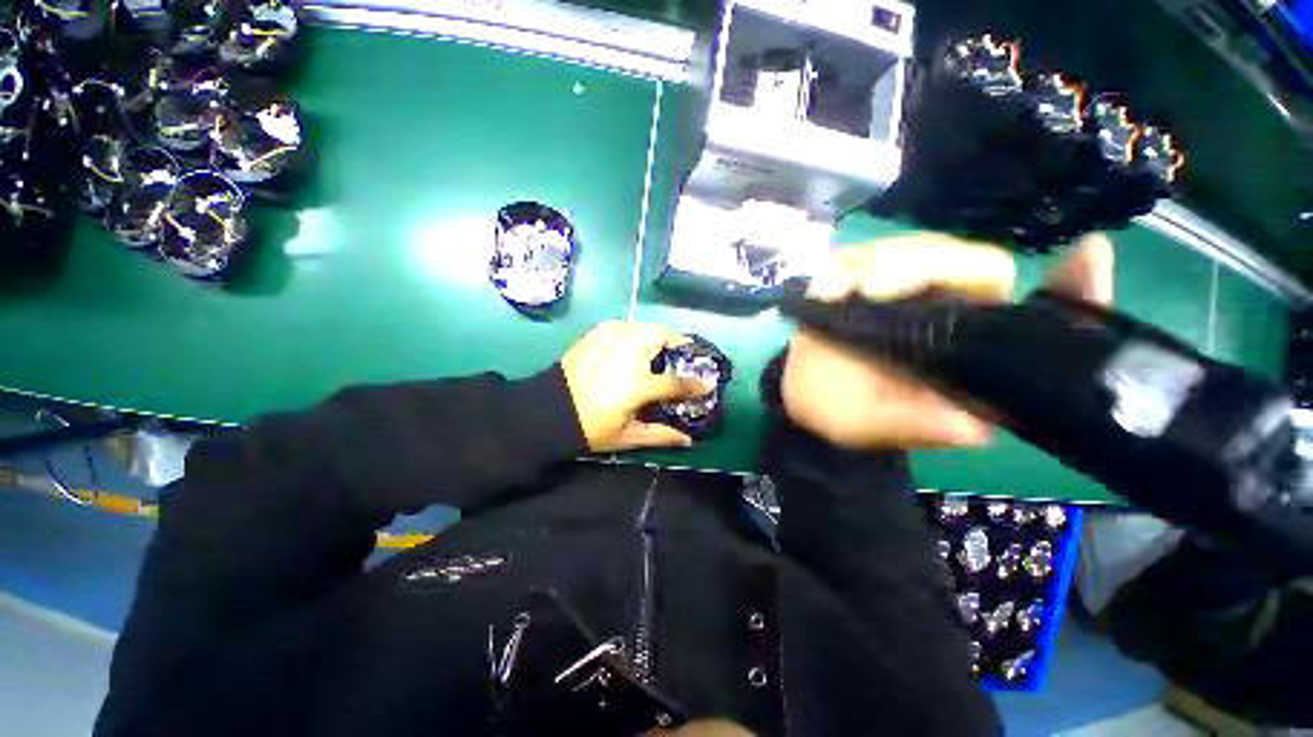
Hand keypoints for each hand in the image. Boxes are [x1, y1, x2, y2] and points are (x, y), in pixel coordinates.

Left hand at [561, 321, 712, 452]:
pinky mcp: (598, 332)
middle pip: (663, 336)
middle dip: (677, 343)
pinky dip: (635, 333)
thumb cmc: (590, 427)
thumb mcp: (627, 437)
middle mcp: (629, 354)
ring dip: (657, 337)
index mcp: (638, 384)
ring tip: (655, 352)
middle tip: (679, 355)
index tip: (708, 383)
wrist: (547, 409)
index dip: (696, 384)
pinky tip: (630, 348)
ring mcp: (612, 338)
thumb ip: (661, 435)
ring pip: (646, 327)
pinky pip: (626, 326)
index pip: (677, 382)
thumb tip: (688, 440)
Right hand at [782, 232, 1113, 449]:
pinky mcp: (868, 282)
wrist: (807, 396)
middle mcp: (950, 314)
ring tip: (840, 289)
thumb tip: (975, 428)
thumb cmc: (842, 413)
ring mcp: (907, 293)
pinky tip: (828, 284)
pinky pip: (869, 256)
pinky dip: (849, 264)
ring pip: (917, 250)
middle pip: (968, 262)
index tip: (1087, 255)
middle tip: (869, 290)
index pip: (1032, 313)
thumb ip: (920, 426)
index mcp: (967, 352)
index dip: (1068, 289)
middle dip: (922, 267)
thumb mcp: (877, 427)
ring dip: (880, 264)